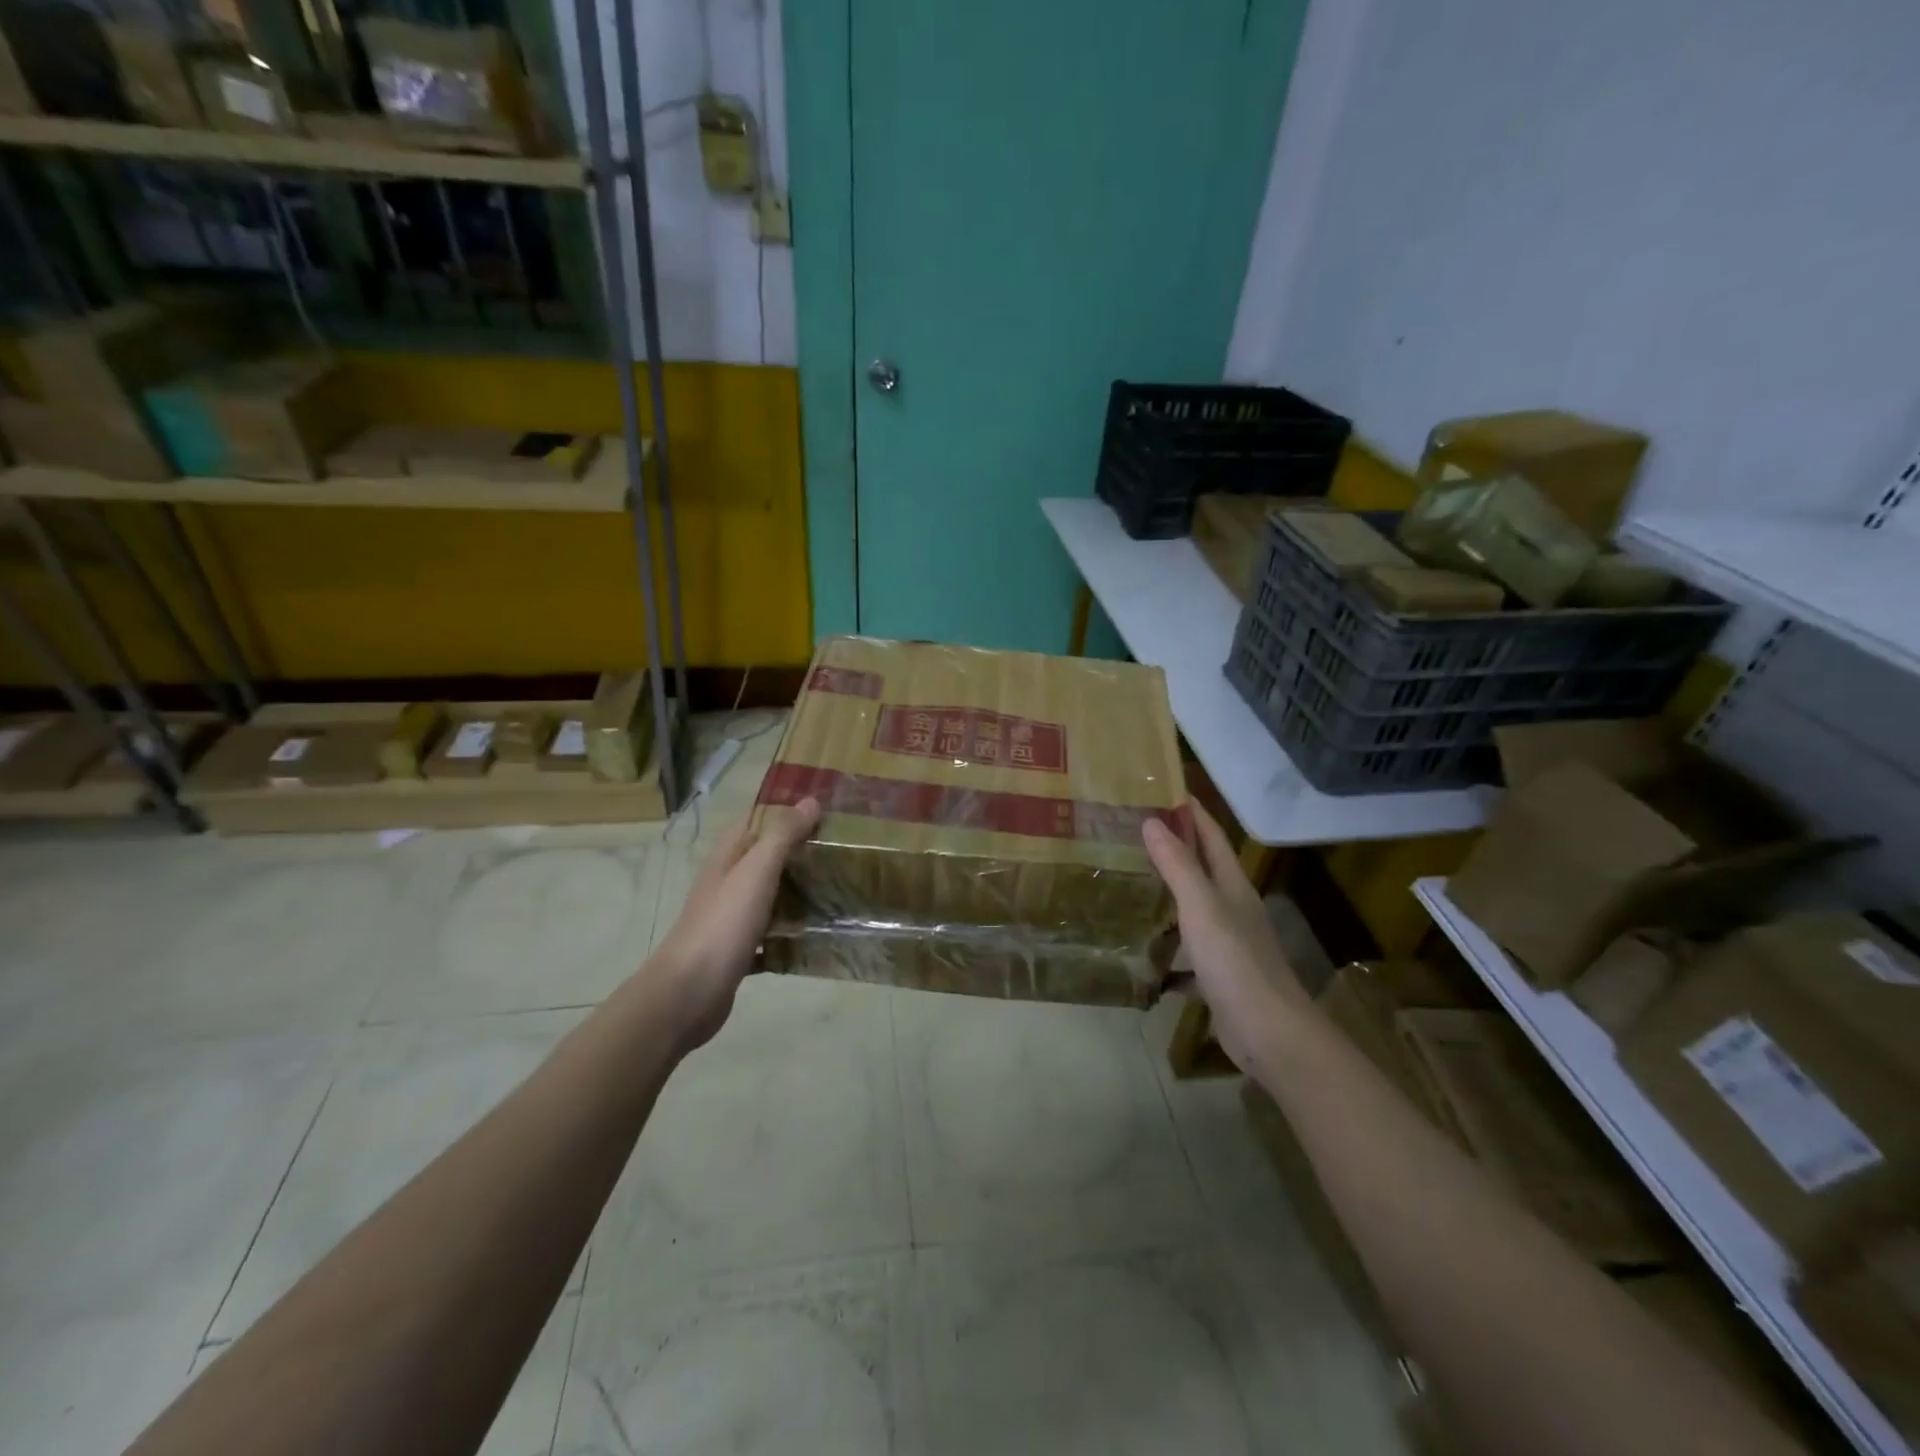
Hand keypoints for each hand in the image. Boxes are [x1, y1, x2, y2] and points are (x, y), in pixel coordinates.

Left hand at [644, 797, 821, 1052]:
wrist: (689, 995)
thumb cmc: (723, 925)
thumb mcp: (755, 872)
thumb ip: (782, 836)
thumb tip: (810, 800)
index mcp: (727, 858)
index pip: (756, 820)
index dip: (786, 810)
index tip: (825, 807)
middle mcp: (727, 883)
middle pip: (766, 857)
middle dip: (800, 850)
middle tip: (843, 848)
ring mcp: (731, 918)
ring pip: (770, 895)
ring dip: (798, 890)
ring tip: (840, 886)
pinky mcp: (739, 951)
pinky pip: (771, 934)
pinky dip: (791, 932)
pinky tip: (818, 935)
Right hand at [1143, 806, 1308, 1069]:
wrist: (1269, 1034)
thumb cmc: (1235, 961)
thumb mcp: (1202, 907)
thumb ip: (1178, 865)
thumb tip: (1153, 821)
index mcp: (1232, 885)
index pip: (1211, 836)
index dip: (1190, 811)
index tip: (1161, 788)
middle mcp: (1232, 907)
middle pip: (1202, 867)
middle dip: (1174, 846)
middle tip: (1131, 830)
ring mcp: (1227, 942)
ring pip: (1193, 906)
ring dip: (1167, 891)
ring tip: (1129, 879)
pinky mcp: (1217, 974)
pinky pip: (1186, 948)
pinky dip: (1166, 943)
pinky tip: (1141, 946)